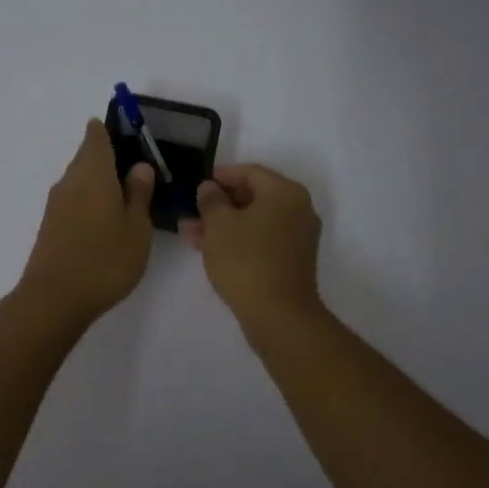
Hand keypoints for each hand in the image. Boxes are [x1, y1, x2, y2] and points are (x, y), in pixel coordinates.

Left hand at [17, 120, 155, 325]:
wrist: (54, 299)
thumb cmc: (105, 259)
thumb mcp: (136, 226)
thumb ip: (139, 193)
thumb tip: (140, 166)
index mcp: (93, 172)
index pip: (97, 136)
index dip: (110, 130)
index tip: (129, 133)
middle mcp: (70, 181)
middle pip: (87, 157)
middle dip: (109, 157)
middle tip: (138, 170)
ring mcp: (56, 204)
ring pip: (80, 180)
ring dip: (100, 181)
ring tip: (128, 196)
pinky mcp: (51, 226)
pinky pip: (74, 200)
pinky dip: (90, 201)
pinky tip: (107, 220)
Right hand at [181, 163, 323, 327]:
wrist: (278, 315)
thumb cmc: (246, 260)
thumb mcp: (219, 224)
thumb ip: (211, 200)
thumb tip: (210, 188)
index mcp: (285, 192)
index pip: (250, 172)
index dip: (220, 176)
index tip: (197, 185)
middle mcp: (298, 209)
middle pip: (253, 196)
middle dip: (218, 204)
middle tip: (190, 212)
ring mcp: (298, 236)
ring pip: (254, 221)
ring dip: (223, 224)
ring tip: (190, 233)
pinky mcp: (292, 260)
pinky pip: (261, 239)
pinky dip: (238, 240)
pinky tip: (209, 249)